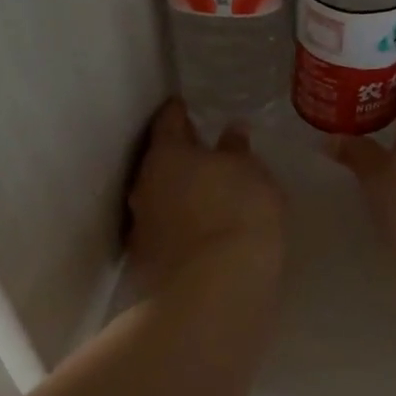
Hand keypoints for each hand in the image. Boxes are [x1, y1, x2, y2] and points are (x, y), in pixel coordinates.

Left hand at [127, 100, 284, 288]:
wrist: (214, 291)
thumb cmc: (238, 213)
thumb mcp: (252, 174)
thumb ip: (239, 152)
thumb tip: (230, 134)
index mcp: (167, 154)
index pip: (168, 121)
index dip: (178, 111)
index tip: (185, 105)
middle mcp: (144, 185)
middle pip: (160, 162)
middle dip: (180, 156)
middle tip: (203, 152)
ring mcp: (142, 226)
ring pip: (161, 198)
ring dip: (180, 193)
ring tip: (208, 195)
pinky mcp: (148, 261)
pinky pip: (167, 230)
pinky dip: (183, 225)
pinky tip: (204, 232)